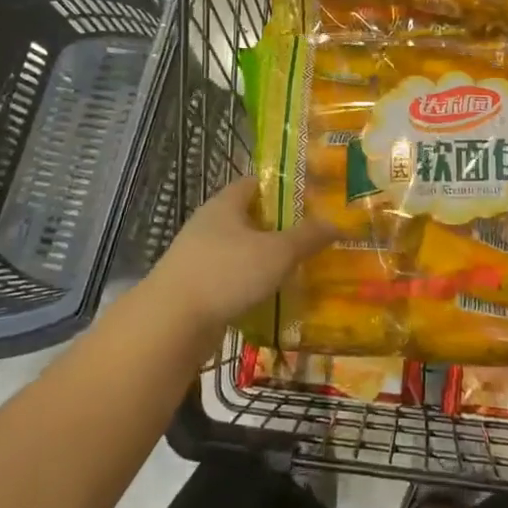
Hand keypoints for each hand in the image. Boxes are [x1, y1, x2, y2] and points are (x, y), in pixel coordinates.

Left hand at [148, 178, 335, 337]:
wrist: (171, 324)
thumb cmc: (226, 273)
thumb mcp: (277, 252)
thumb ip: (307, 237)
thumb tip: (337, 222)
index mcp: (226, 203)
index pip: (256, 183)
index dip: (283, 188)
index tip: (312, 200)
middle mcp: (210, 224)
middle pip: (251, 218)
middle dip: (280, 227)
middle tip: (313, 237)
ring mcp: (199, 257)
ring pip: (242, 251)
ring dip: (266, 260)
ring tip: (300, 269)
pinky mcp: (197, 288)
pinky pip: (232, 279)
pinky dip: (252, 286)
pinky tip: (274, 298)